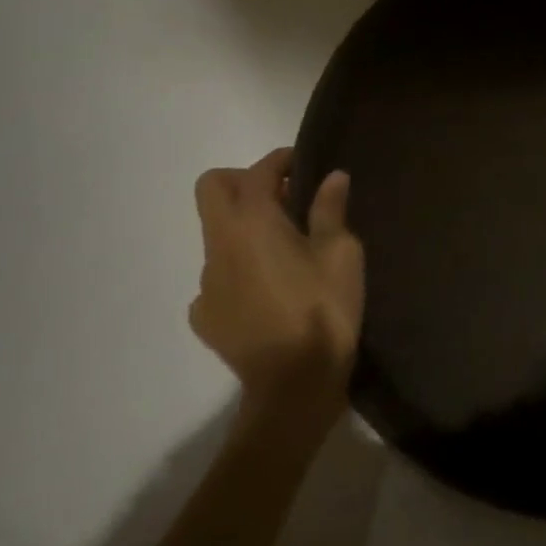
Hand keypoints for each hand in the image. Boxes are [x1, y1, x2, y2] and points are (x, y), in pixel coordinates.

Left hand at [190, 149, 363, 432]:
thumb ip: (331, 210)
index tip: (303, 164)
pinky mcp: (204, 317)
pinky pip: (216, 276)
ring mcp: (205, 283)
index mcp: (253, 223)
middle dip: (244, 181)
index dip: (279, 160)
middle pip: (211, 189)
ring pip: (216, 234)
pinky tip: (266, 289)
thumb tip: (332, 176)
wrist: (294, 385)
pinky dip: (238, 269)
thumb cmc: (323, 308)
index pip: (256, 172)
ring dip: (244, 227)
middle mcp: (220, 245)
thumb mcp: (341, 253)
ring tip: (283, 248)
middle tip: (282, 196)